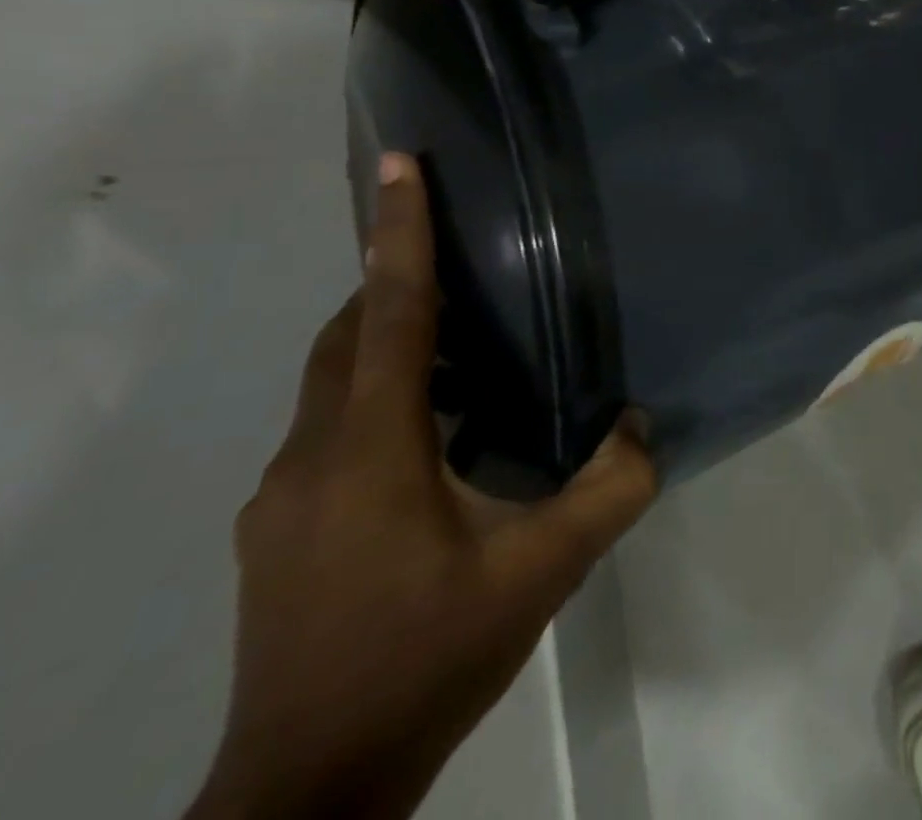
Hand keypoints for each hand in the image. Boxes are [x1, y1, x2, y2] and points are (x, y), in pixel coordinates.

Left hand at [189, 153, 656, 819]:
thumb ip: (608, 491)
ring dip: (390, 345)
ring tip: (465, 343)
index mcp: (369, 450)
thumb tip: (643, 425)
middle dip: (394, 281)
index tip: (399, 165)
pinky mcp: (278, 530)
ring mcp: (282, 498)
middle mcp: (312, 456)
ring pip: (333, 384)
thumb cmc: (424, 660)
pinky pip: (330, 428)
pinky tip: (434, 435)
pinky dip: (378, 398)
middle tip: (464, 257)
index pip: (389, 315)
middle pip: (347, 338)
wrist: (307, 792)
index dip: (397, 235)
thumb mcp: (539, 574)